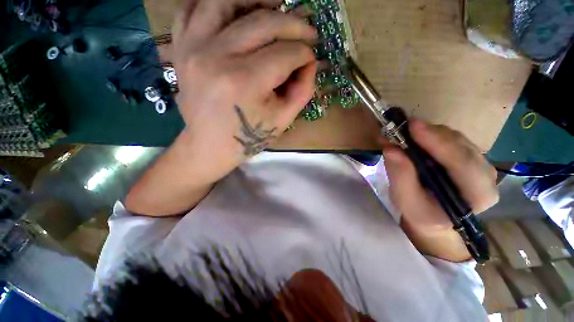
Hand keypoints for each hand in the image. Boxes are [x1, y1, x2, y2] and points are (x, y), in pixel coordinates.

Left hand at [172, 0, 316, 180]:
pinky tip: (234, 13)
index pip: (286, 54)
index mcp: (246, 82)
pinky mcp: (181, 49)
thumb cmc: (248, 138)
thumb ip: (302, 90)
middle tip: (306, 31)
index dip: (305, 54)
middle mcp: (217, 57)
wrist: (209, 146)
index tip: (311, 59)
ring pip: (226, 1)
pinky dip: (215, 4)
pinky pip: (192, 9)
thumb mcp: (282, 120)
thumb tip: (311, 62)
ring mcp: (193, 48)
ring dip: (256, 2)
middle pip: (263, 22)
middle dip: (293, 24)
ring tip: (274, 9)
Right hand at [383, 120, 498, 261]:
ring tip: (403, 135)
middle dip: (429, 135)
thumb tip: (391, 148)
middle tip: (400, 129)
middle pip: (459, 145)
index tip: (412, 125)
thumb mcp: (406, 201)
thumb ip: (400, 176)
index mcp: (477, 194)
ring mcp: (480, 163)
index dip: (437, 141)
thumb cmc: (420, 214)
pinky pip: (451, 139)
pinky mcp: (469, 157)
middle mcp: (486, 175)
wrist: (434, 220)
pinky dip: (430, 135)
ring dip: (427, 134)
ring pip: (455, 138)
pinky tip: (415, 140)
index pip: (462, 162)